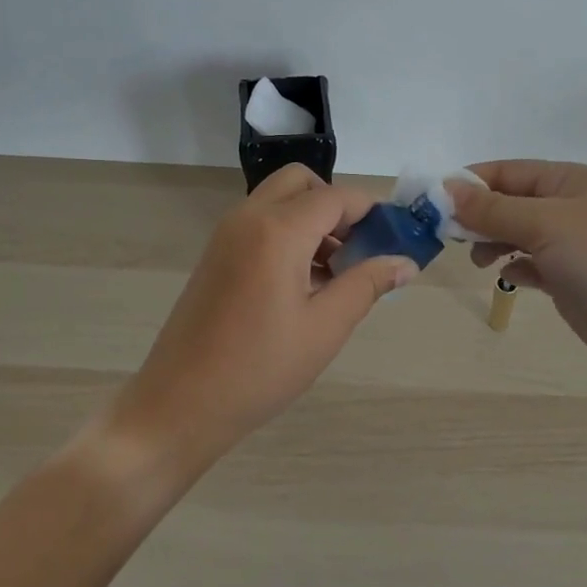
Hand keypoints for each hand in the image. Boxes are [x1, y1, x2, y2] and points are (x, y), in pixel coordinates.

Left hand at [113, 165, 415, 466]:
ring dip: (312, 219)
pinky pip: (260, 223)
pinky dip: (288, 233)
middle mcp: (249, 218)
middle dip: (336, 205)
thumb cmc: (259, 368)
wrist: (180, 403)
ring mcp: (226, 234)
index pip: (336, 197)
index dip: (371, 211)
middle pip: (301, 183)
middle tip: (358, 248)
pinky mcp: (216, 254)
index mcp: (278, 231)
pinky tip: (304, 284)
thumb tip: (405, 262)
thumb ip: (367, 284)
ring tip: (336, 274)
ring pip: (279, 201)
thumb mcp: (324, 328)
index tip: (396, 236)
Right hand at [449, 161, 586, 379]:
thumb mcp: (546, 224)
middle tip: (446, 235)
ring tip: (477, 258)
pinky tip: (505, 276)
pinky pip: (530, 263)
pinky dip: (513, 266)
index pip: (506, 171)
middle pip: (509, 202)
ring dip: (492, 241)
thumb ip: (493, 209)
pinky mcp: (570, 278)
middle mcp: (568, 207)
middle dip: (477, 215)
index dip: (469, 183)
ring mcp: (570, 244)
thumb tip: (447, 189)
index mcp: (568, 181)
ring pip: (516, 233)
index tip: (432, 202)